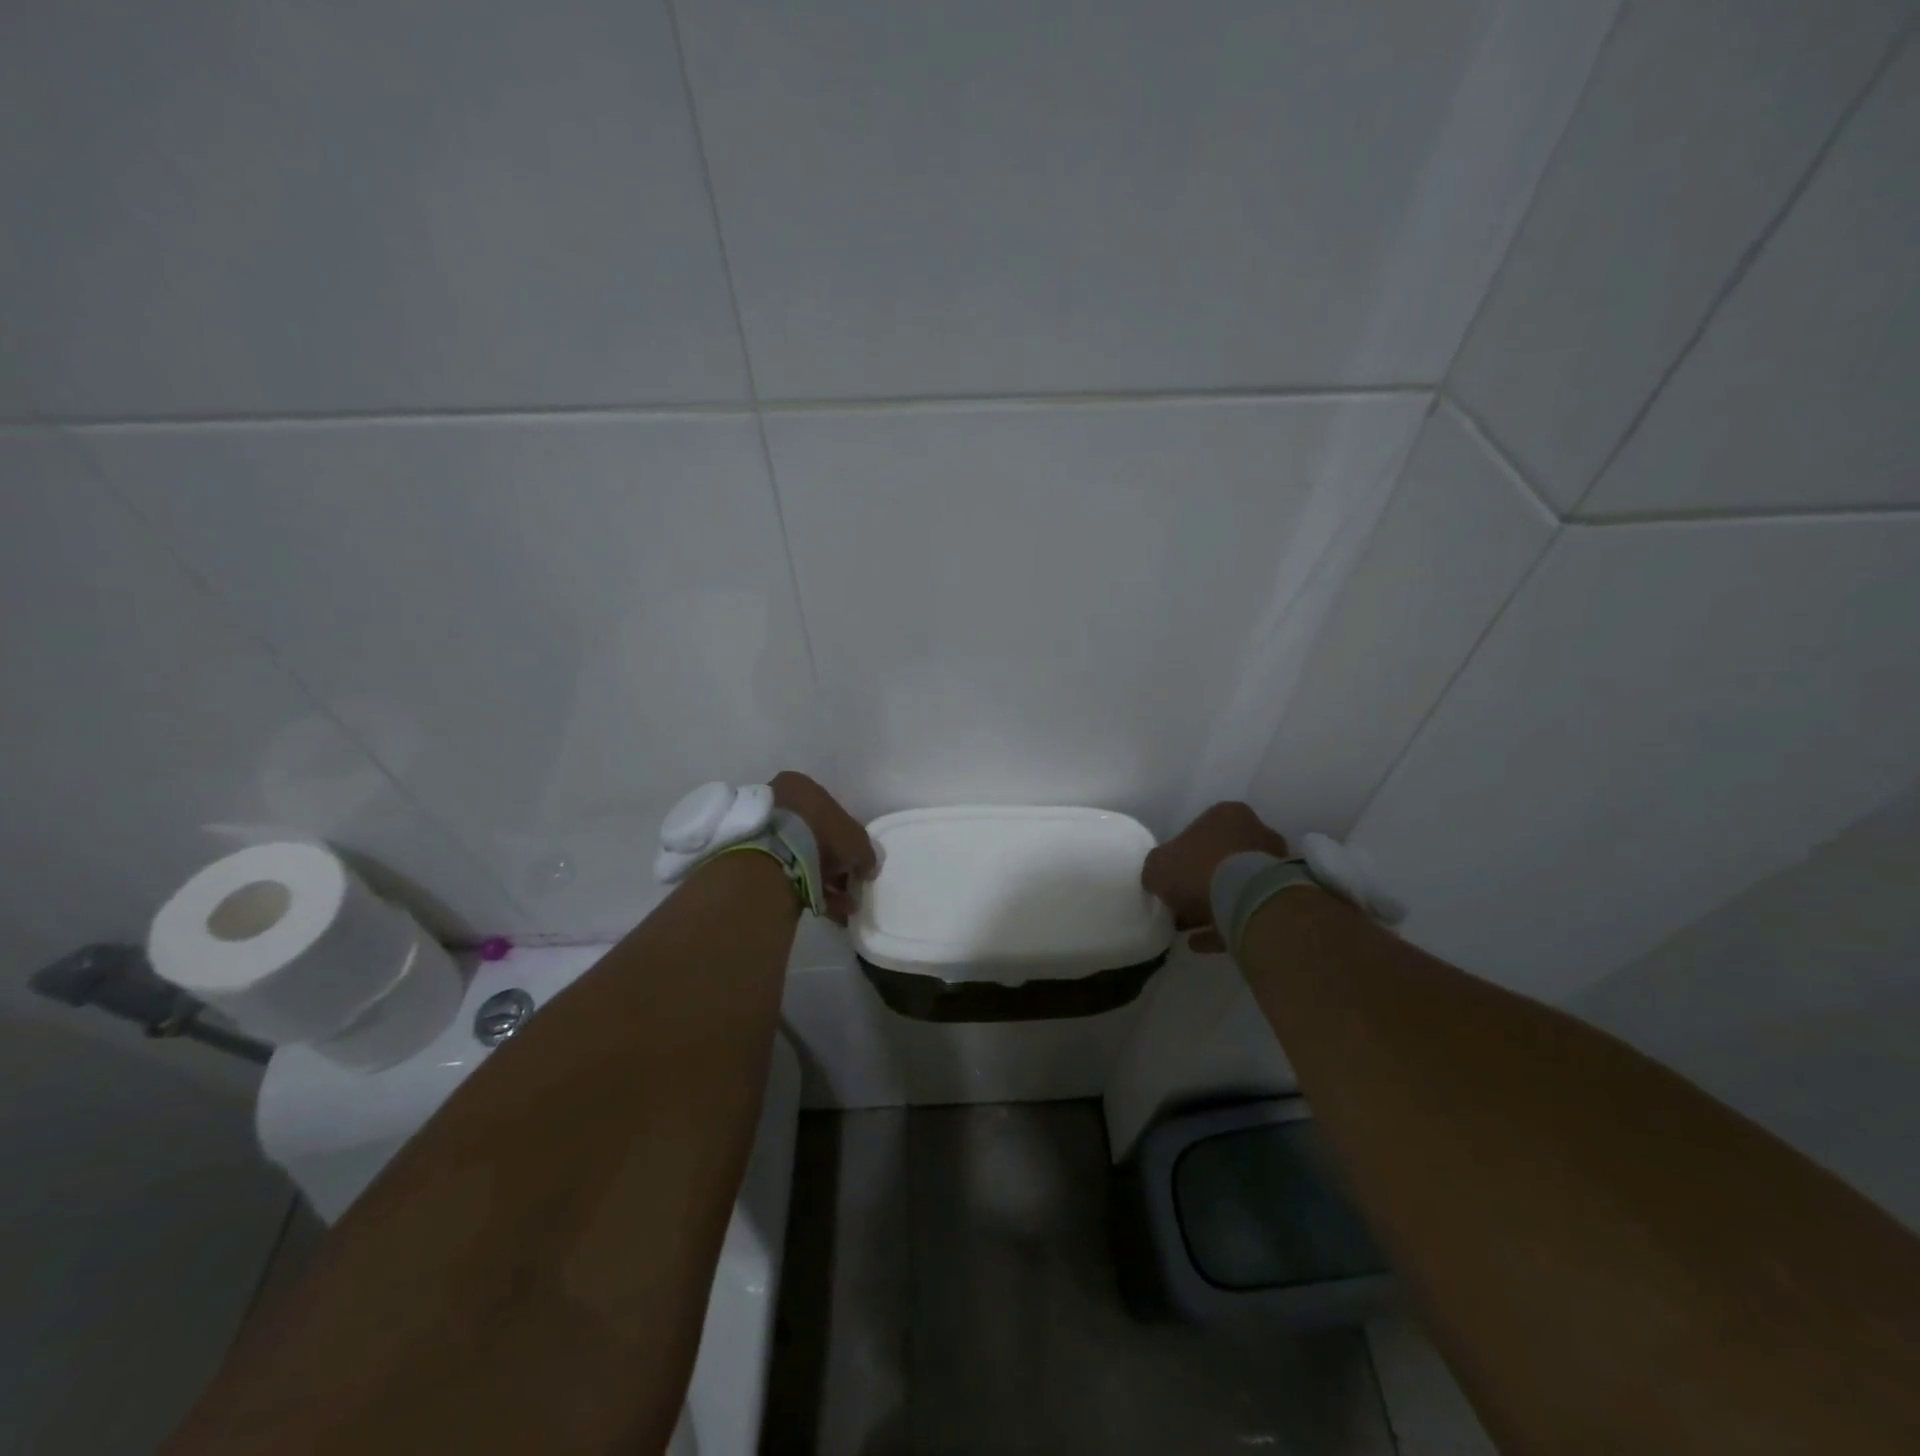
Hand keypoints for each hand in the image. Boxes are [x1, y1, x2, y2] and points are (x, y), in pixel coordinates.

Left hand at [770, 771, 877, 924]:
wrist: (773, 855)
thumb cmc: (821, 833)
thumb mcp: (857, 841)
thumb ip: (866, 854)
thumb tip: (867, 868)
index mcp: (802, 786)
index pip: (831, 811)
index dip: (847, 839)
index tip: (855, 862)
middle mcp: (779, 801)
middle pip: (815, 835)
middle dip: (834, 865)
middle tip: (848, 887)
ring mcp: (763, 828)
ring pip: (800, 856)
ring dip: (823, 881)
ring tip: (842, 907)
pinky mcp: (751, 855)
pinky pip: (785, 872)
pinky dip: (806, 889)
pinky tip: (826, 910)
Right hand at [1142, 802, 1289, 951]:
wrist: (1249, 901)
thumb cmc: (1199, 868)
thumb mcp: (1158, 866)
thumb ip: (1156, 870)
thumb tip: (1158, 880)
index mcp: (1227, 815)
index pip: (1200, 831)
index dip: (1180, 856)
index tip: (1169, 878)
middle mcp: (1256, 834)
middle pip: (1220, 859)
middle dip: (1199, 882)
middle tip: (1178, 904)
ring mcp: (1273, 866)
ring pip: (1235, 886)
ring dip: (1211, 906)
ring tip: (1186, 928)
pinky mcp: (1281, 897)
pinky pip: (1246, 910)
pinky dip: (1224, 925)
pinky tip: (1200, 943)